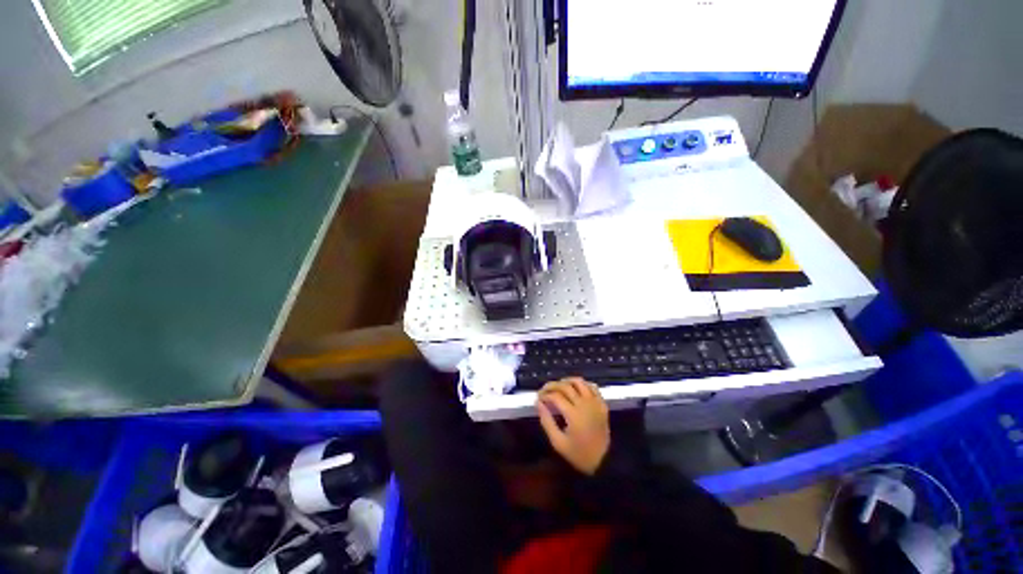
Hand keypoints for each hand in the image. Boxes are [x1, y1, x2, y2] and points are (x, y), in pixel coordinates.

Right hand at [536, 378, 609, 474]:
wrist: (604, 462)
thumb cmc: (579, 454)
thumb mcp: (558, 442)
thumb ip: (547, 421)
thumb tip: (539, 403)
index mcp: (573, 414)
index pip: (555, 396)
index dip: (544, 395)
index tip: (538, 398)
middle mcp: (584, 404)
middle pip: (565, 386)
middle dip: (552, 385)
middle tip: (544, 390)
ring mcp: (595, 402)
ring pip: (579, 382)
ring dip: (566, 381)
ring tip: (558, 386)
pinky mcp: (602, 404)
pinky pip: (592, 386)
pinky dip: (582, 384)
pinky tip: (575, 388)